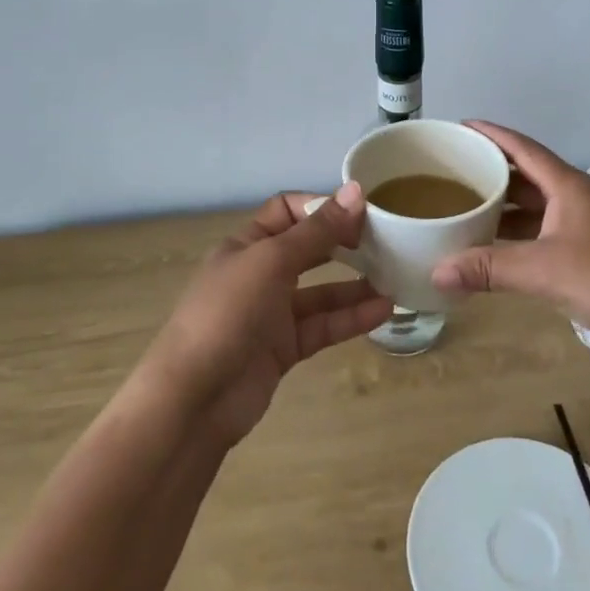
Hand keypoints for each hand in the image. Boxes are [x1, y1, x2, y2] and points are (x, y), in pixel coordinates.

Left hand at [137, 182, 392, 447]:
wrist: (194, 400)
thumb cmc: (227, 313)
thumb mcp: (272, 261)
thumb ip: (317, 230)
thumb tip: (356, 191)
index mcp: (247, 244)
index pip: (288, 211)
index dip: (322, 207)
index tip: (361, 211)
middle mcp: (260, 273)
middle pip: (309, 249)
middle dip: (344, 244)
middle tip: (386, 242)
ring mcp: (272, 313)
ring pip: (321, 291)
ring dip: (356, 284)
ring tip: (396, 278)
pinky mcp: (284, 349)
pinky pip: (323, 325)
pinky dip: (351, 318)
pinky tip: (384, 310)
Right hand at [429, 121, 589, 360]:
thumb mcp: (543, 271)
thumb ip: (489, 268)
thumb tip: (436, 271)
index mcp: (567, 186)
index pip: (523, 147)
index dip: (492, 133)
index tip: (461, 126)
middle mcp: (576, 197)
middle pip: (527, 173)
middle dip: (492, 169)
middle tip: (454, 170)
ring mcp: (585, 224)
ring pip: (536, 204)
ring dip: (505, 204)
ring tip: (466, 206)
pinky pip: (544, 229)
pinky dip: (519, 233)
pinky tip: (497, 247)